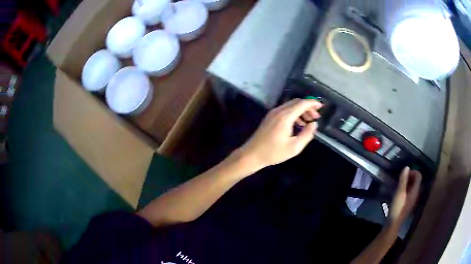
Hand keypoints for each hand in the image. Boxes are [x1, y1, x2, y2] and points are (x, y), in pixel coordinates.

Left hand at [238, 99, 322, 169]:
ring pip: (290, 106)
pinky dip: (294, 114)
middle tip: (316, 116)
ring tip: (309, 122)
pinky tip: (298, 124)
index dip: (313, 103)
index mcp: (285, 116)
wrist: (252, 154)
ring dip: (301, 111)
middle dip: (308, 107)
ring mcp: (273, 113)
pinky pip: (285, 110)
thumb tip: (314, 124)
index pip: (302, 104)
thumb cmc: (273, 153)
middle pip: (296, 102)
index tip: (321, 106)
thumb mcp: (294, 147)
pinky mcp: (270, 117)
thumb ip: (307, 134)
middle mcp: (279, 111)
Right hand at [389, 167, 421, 225]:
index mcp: (415, 190)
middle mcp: (416, 194)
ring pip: (412, 187)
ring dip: (407, 183)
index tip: (404, 174)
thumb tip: (406, 167)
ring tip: (399, 184)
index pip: (418, 176)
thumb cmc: (398, 207)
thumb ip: (403, 180)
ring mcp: (412, 199)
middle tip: (401, 178)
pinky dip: (405, 189)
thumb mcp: (400, 192)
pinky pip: (409, 192)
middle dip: (410, 177)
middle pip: (416, 181)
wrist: (394, 223)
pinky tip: (399, 192)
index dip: (413, 172)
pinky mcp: (408, 203)